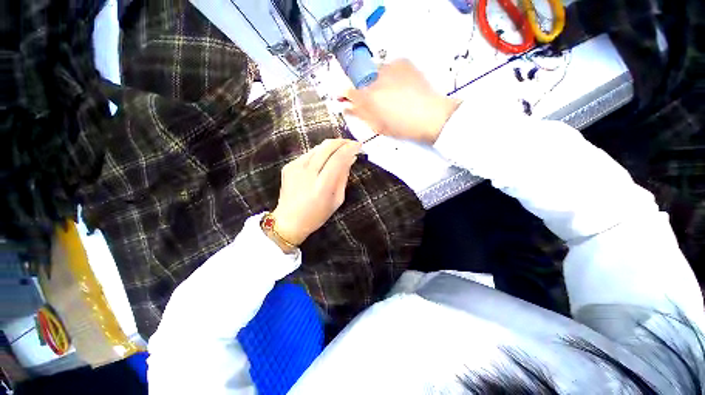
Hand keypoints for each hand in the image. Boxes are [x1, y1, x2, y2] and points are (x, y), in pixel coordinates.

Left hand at [271, 139, 360, 246]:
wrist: (288, 220)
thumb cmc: (317, 215)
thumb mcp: (337, 200)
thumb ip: (343, 178)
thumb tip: (351, 159)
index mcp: (322, 186)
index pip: (338, 158)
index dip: (350, 148)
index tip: (359, 145)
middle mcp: (308, 173)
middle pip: (327, 147)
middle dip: (342, 142)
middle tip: (351, 144)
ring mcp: (296, 167)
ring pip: (317, 148)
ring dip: (331, 146)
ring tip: (340, 150)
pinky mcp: (289, 166)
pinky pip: (308, 154)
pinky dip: (320, 153)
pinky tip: (324, 160)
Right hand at [340, 59, 460, 143]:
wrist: (430, 116)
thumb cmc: (403, 127)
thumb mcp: (378, 126)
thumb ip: (361, 115)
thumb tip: (348, 108)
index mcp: (369, 98)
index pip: (349, 92)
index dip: (348, 97)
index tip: (349, 100)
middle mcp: (376, 79)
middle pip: (364, 83)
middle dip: (368, 92)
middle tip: (381, 103)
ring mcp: (390, 67)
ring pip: (377, 74)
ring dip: (381, 82)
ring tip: (395, 95)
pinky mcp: (403, 61)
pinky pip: (391, 67)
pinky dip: (393, 75)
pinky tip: (402, 86)